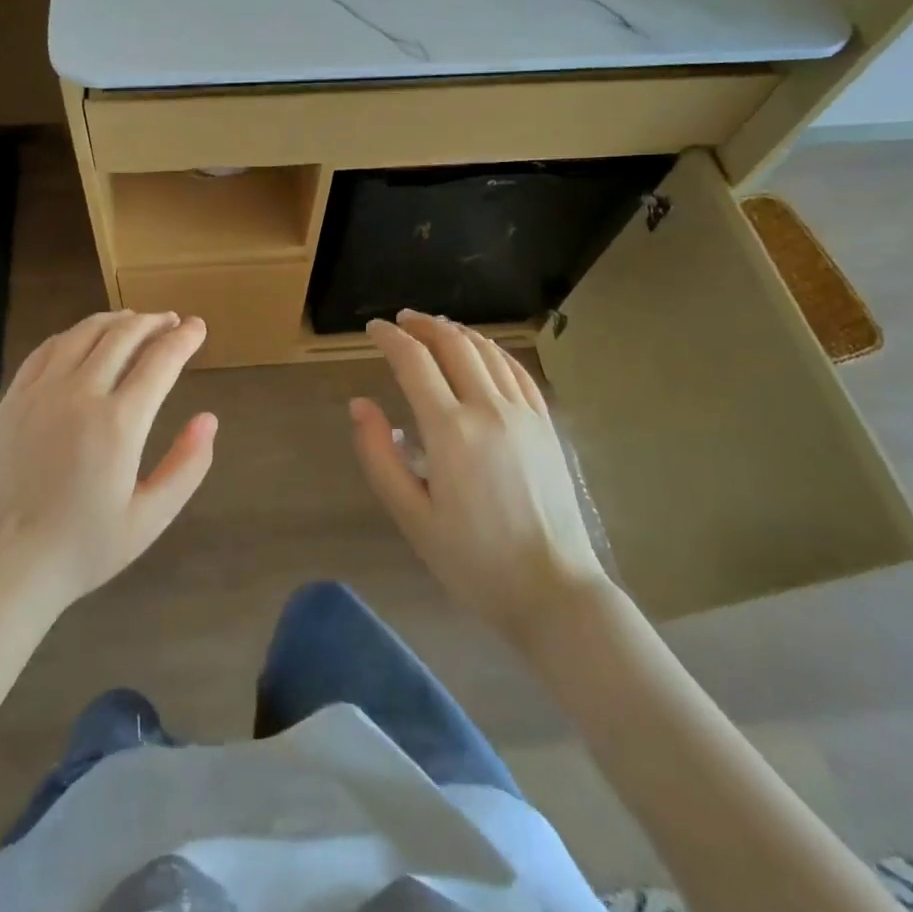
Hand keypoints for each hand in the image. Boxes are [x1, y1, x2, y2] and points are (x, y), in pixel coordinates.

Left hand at [0, 311, 215, 616]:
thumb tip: (209, 419)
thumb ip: (186, 466)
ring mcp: (41, 392)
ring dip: (116, 320)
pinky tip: (84, 338)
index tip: (199, 327)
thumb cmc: (81, 549)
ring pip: (84, 333)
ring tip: (135, 321)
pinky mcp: (13, 399)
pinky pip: (47, 349)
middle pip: (124, 336)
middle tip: (173, 321)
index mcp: (119, 423)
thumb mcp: (148, 519)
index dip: (184, 339)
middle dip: (154, 322)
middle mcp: (80, 394)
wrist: (1, 567)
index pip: (160, 361)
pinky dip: (74, 334)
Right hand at [350, 311, 608, 643]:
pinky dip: (492, 350)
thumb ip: (378, 455)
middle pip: (453, 344)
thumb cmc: (473, 560)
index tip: (373, 328)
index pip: (414, 362)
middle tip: (400, 320)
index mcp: (450, 431)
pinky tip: (481, 350)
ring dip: (456, 331)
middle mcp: (489, 410)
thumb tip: (359, 404)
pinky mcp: (546, 426)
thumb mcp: (411, 516)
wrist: (553, 591)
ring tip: (434, 327)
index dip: (390, 338)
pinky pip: (517, 371)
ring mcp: (524, 414)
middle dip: (422, 325)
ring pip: (487, 351)